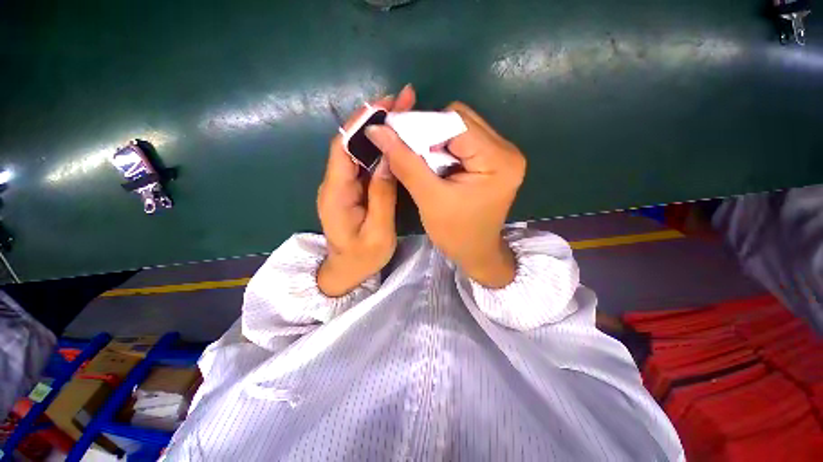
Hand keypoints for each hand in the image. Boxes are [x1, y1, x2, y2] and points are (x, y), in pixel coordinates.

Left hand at [316, 85, 416, 296]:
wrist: (347, 271)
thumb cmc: (362, 257)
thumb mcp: (379, 232)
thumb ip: (382, 197)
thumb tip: (388, 160)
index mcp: (336, 193)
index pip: (343, 147)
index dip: (362, 123)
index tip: (385, 104)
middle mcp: (335, 183)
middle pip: (351, 143)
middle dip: (374, 119)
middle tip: (402, 101)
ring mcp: (343, 185)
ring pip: (358, 150)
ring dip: (378, 130)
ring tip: (403, 113)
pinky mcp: (352, 189)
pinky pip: (364, 163)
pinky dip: (379, 148)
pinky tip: (395, 140)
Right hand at [366, 102, 525, 287]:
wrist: (476, 252)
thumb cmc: (456, 234)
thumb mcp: (429, 199)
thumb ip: (405, 162)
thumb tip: (377, 130)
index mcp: (498, 160)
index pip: (457, 121)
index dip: (424, 127)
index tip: (399, 140)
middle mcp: (506, 150)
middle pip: (460, 120)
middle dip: (430, 135)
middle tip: (413, 155)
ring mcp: (502, 153)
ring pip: (460, 128)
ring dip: (436, 142)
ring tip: (425, 165)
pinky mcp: (493, 160)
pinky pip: (463, 141)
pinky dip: (444, 149)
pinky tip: (436, 166)